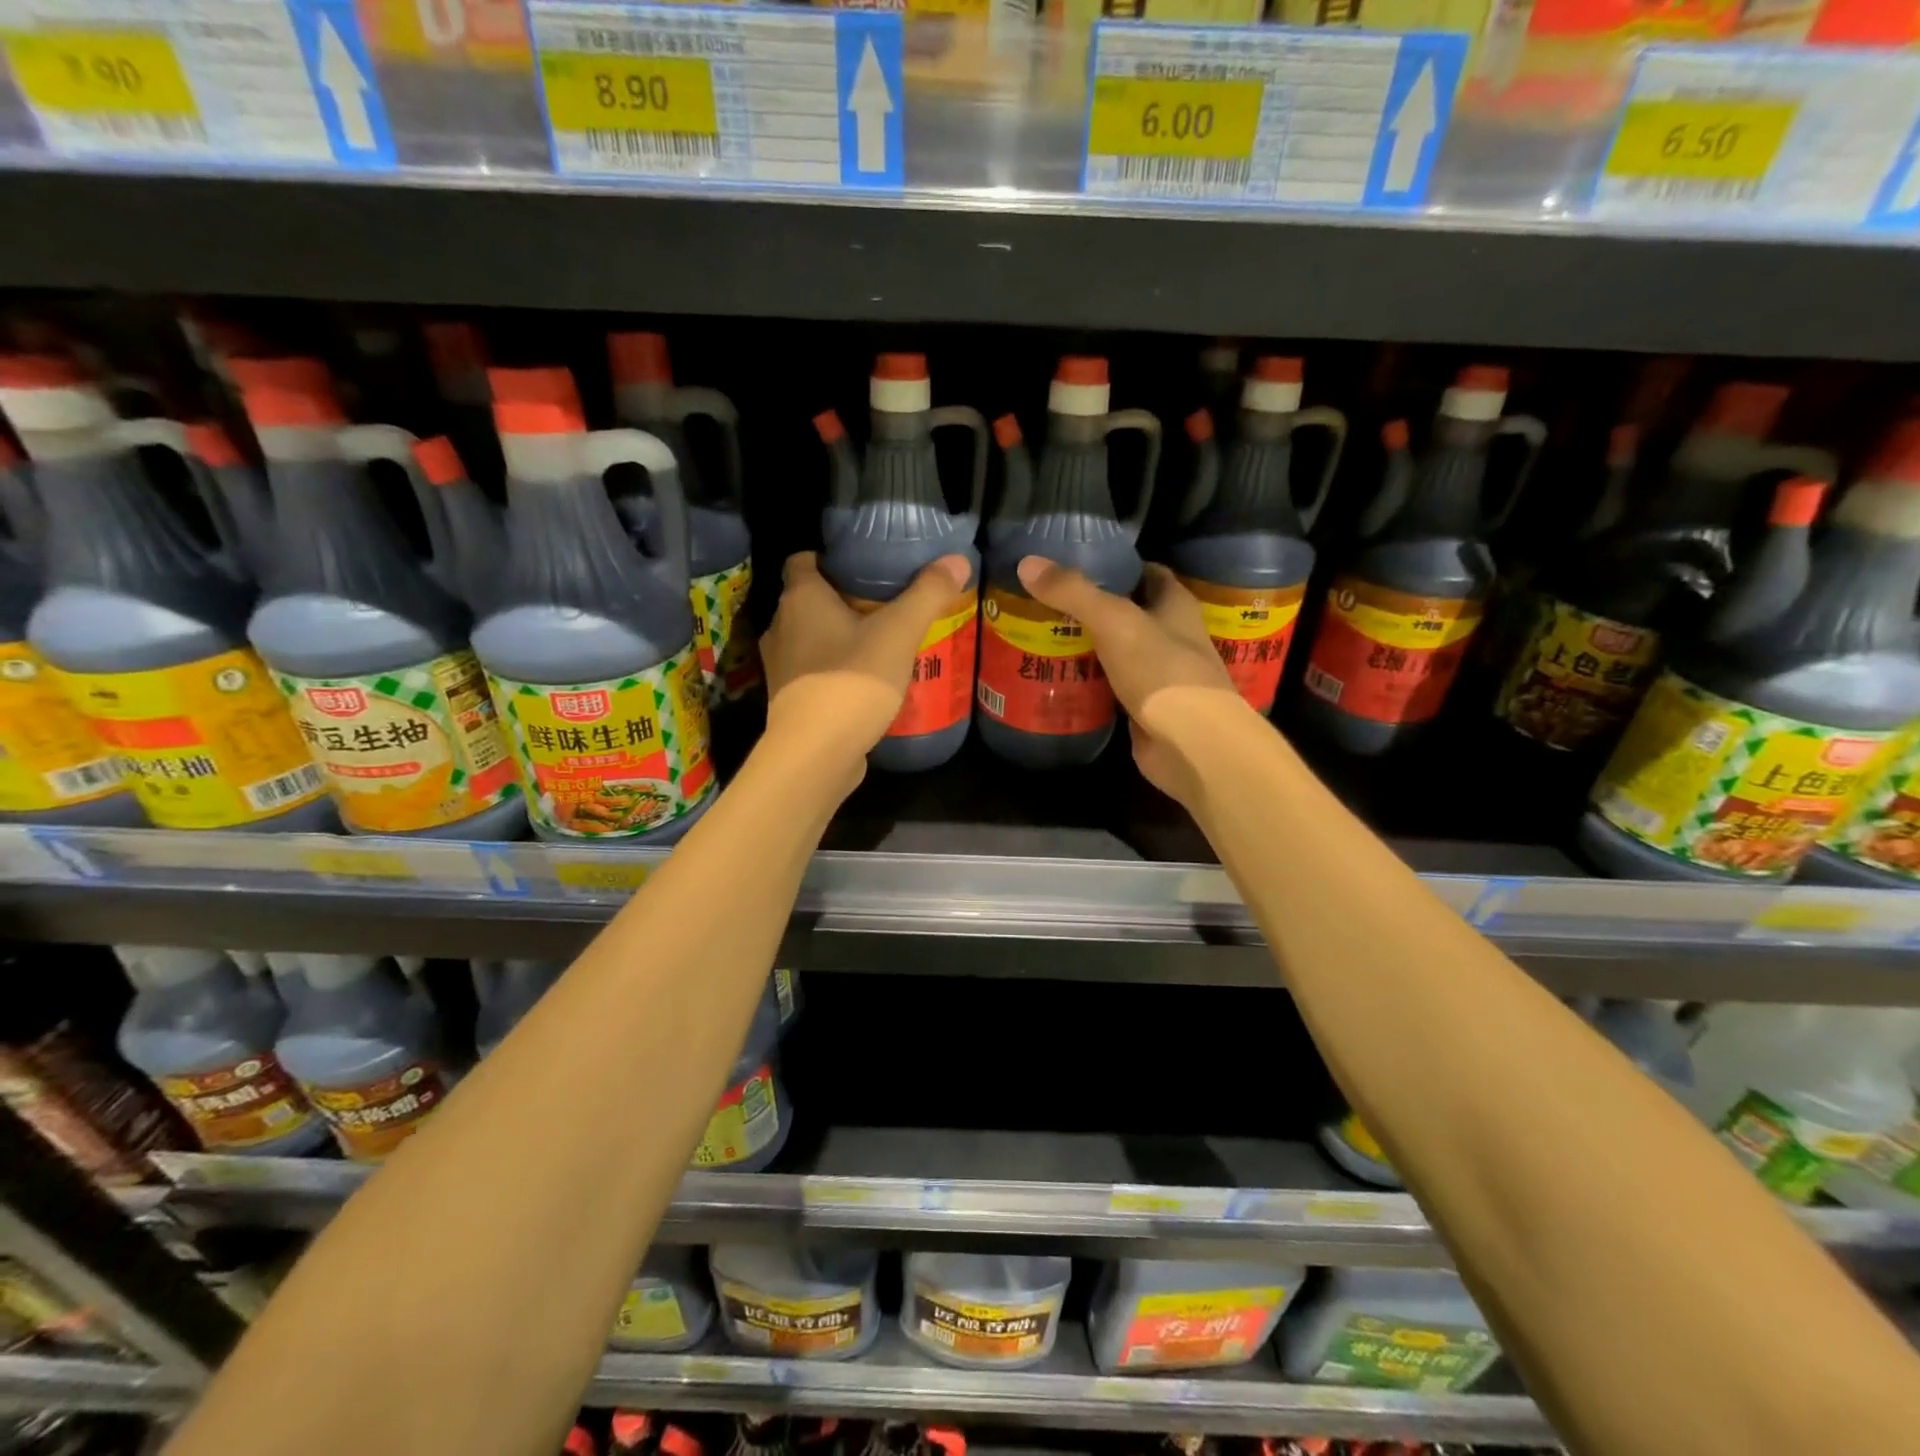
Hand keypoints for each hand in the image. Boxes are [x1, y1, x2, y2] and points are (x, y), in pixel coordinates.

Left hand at [761, 551, 972, 783]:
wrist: (816, 752)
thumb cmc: (852, 680)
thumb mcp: (899, 632)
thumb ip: (927, 594)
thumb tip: (958, 560)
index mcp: (800, 598)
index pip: (803, 560)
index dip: (831, 558)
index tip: (865, 565)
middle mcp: (781, 626)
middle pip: (810, 599)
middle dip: (843, 598)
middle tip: (885, 603)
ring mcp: (781, 666)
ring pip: (811, 637)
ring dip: (839, 636)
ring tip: (880, 641)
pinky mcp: (789, 699)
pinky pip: (814, 671)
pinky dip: (835, 669)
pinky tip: (865, 680)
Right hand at [1016, 557, 1259, 808]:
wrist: (1191, 743)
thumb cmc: (1161, 670)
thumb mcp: (1114, 621)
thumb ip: (1073, 592)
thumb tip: (1027, 563)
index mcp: (1176, 606)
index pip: (1148, 573)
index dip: (1118, 566)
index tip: (1077, 564)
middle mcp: (1172, 637)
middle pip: (1130, 614)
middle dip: (1094, 608)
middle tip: (1048, 603)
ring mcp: (1159, 676)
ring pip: (1119, 653)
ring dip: (1089, 647)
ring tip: (1044, 636)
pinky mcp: (1144, 709)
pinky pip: (1112, 688)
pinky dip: (1089, 683)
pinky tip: (1057, 678)